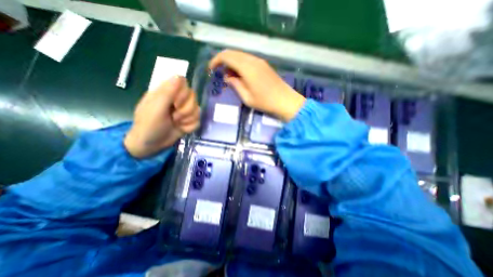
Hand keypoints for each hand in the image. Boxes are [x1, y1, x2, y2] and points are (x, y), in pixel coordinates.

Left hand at [124, 77, 198, 159]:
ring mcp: (184, 111)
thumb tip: (179, 76)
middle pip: (193, 96)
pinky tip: (181, 129)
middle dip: (186, 109)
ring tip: (176, 123)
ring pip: (198, 109)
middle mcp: (177, 99)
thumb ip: (167, 92)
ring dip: (188, 119)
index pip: (182, 82)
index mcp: (166, 92)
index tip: (176, 103)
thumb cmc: (149, 125)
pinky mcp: (189, 121)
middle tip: (174, 116)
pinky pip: (198, 120)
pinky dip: (190, 126)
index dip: (183, 92)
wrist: (151, 145)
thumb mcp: (156, 108)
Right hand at [208, 49, 303, 120]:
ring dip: (232, 62)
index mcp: (247, 68)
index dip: (216, 60)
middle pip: (233, 53)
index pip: (227, 56)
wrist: (285, 101)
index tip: (211, 69)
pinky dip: (240, 64)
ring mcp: (260, 61)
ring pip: (241, 55)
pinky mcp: (264, 65)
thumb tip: (227, 77)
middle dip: (223, 60)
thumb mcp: (247, 97)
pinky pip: (248, 59)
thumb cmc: (265, 102)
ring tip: (230, 76)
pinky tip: (240, 75)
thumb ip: (236, 85)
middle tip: (220, 73)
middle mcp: (253, 60)